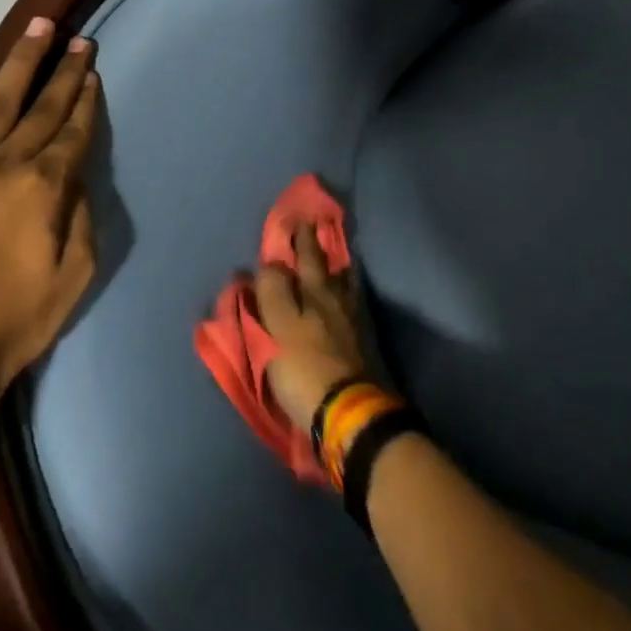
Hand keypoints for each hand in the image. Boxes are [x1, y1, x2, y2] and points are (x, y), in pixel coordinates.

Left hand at [0, 17, 98, 424]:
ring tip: (36, 28)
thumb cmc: (14, 322)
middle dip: (62, 68)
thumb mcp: (75, 276)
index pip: (72, 129)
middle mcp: (3, 165)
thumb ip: (82, 216)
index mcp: (43, 188)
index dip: (86, 97)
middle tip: (76, 36)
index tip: (93, 68)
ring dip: (17, 61)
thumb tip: (75, 175)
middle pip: (40, 106)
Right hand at [256, 221, 367, 427]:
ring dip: (336, 268)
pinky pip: (351, 303)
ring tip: (332, 258)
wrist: (347, 411)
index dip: (299, 239)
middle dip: (318, 247)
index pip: (304, 258)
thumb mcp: (276, 328)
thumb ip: (272, 292)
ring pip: (343, 285)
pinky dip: (346, 291)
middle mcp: (336, 299)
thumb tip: (270, 263)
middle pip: (327, 267)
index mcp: (314, 293)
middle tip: (315, 227)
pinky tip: (345, 294)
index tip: (297, 219)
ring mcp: (352, 321)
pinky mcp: (360, 343)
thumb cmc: (304, 367)